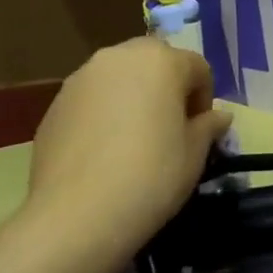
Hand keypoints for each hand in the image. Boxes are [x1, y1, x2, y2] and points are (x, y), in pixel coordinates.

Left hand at [20, 38, 231, 272]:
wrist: (77, 215)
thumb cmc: (152, 175)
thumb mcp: (195, 153)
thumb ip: (208, 126)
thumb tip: (218, 116)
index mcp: (161, 61)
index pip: (197, 67)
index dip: (205, 97)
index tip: (201, 129)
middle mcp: (118, 57)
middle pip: (154, 61)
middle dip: (168, 86)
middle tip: (171, 126)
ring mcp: (80, 79)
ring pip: (119, 77)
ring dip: (134, 96)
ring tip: (136, 139)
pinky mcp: (54, 105)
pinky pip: (92, 99)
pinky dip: (105, 113)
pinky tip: (106, 151)